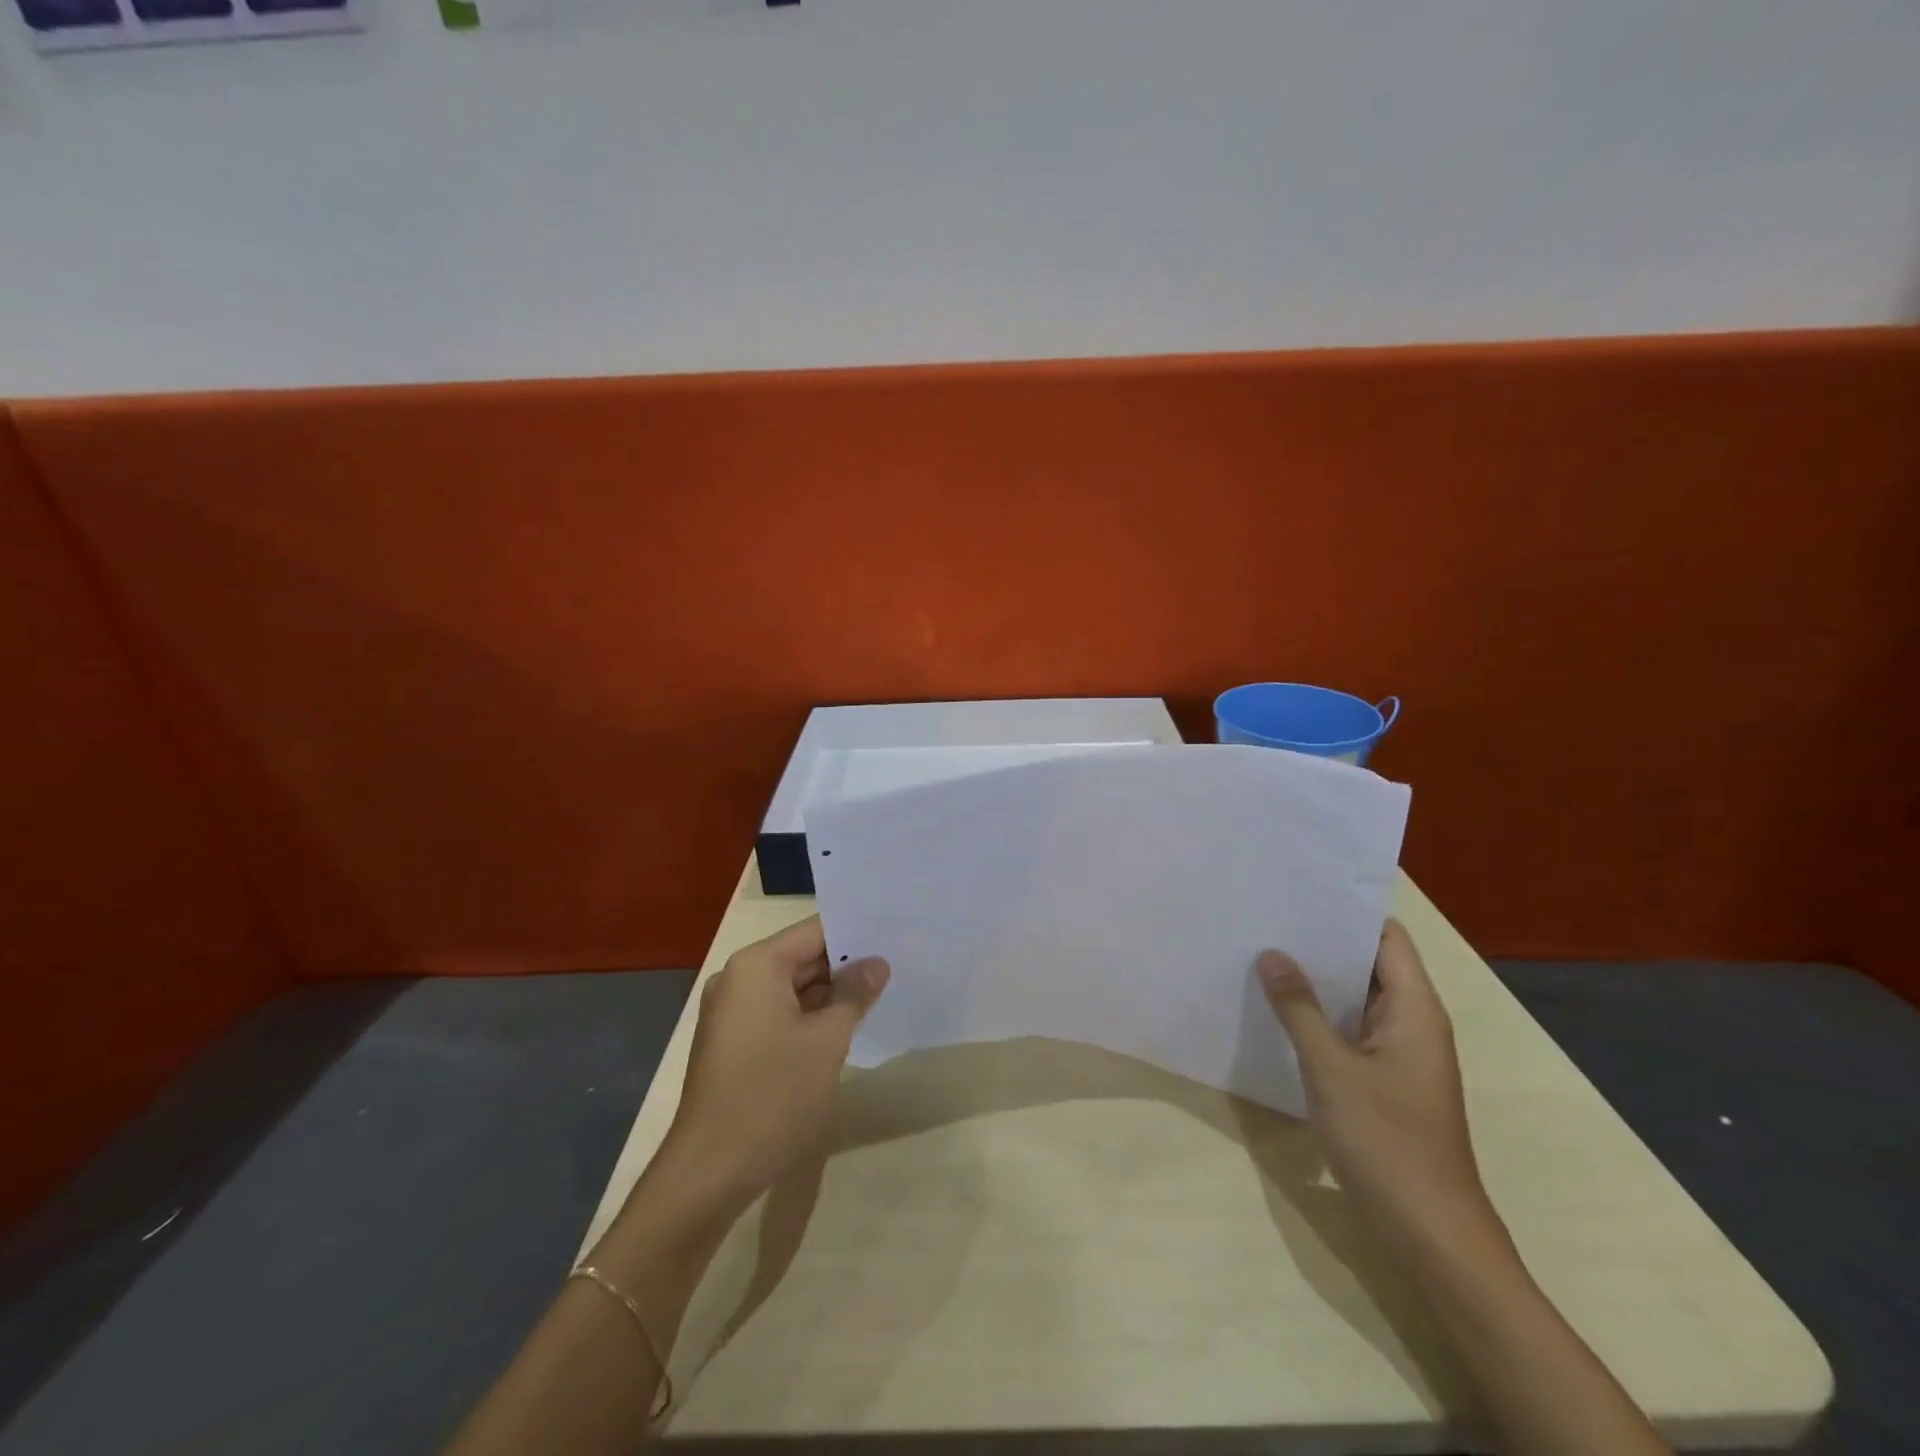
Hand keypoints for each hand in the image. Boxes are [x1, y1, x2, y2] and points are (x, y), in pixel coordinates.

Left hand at [663, 917, 888, 1209]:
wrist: (709, 1173)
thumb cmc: (772, 1097)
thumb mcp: (826, 1042)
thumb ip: (854, 994)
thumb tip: (877, 964)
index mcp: (757, 966)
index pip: (815, 931)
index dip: (856, 933)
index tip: (895, 935)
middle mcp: (739, 979)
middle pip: (803, 957)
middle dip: (847, 964)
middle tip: (897, 963)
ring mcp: (733, 1013)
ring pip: (792, 988)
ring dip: (831, 993)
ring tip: (882, 991)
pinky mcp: (734, 1043)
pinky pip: (779, 1013)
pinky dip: (810, 1016)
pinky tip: (846, 1025)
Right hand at [1257, 920, 1493, 1250]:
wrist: (1430, 1235)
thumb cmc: (1387, 1143)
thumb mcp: (1332, 1070)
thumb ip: (1299, 1008)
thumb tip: (1272, 953)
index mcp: (1414, 1010)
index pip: (1386, 938)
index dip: (1347, 911)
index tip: (1298, 890)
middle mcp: (1411, 1023)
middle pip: (1369, 963)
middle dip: (1321, 941)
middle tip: (1266, 916)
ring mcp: (1398, 1054)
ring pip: (1356, 998)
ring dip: (1316, 978)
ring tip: (1262, 951)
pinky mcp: (1383, 1081)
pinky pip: (1349, 1029)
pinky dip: (1318, 1013)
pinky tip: (1276, 1008)